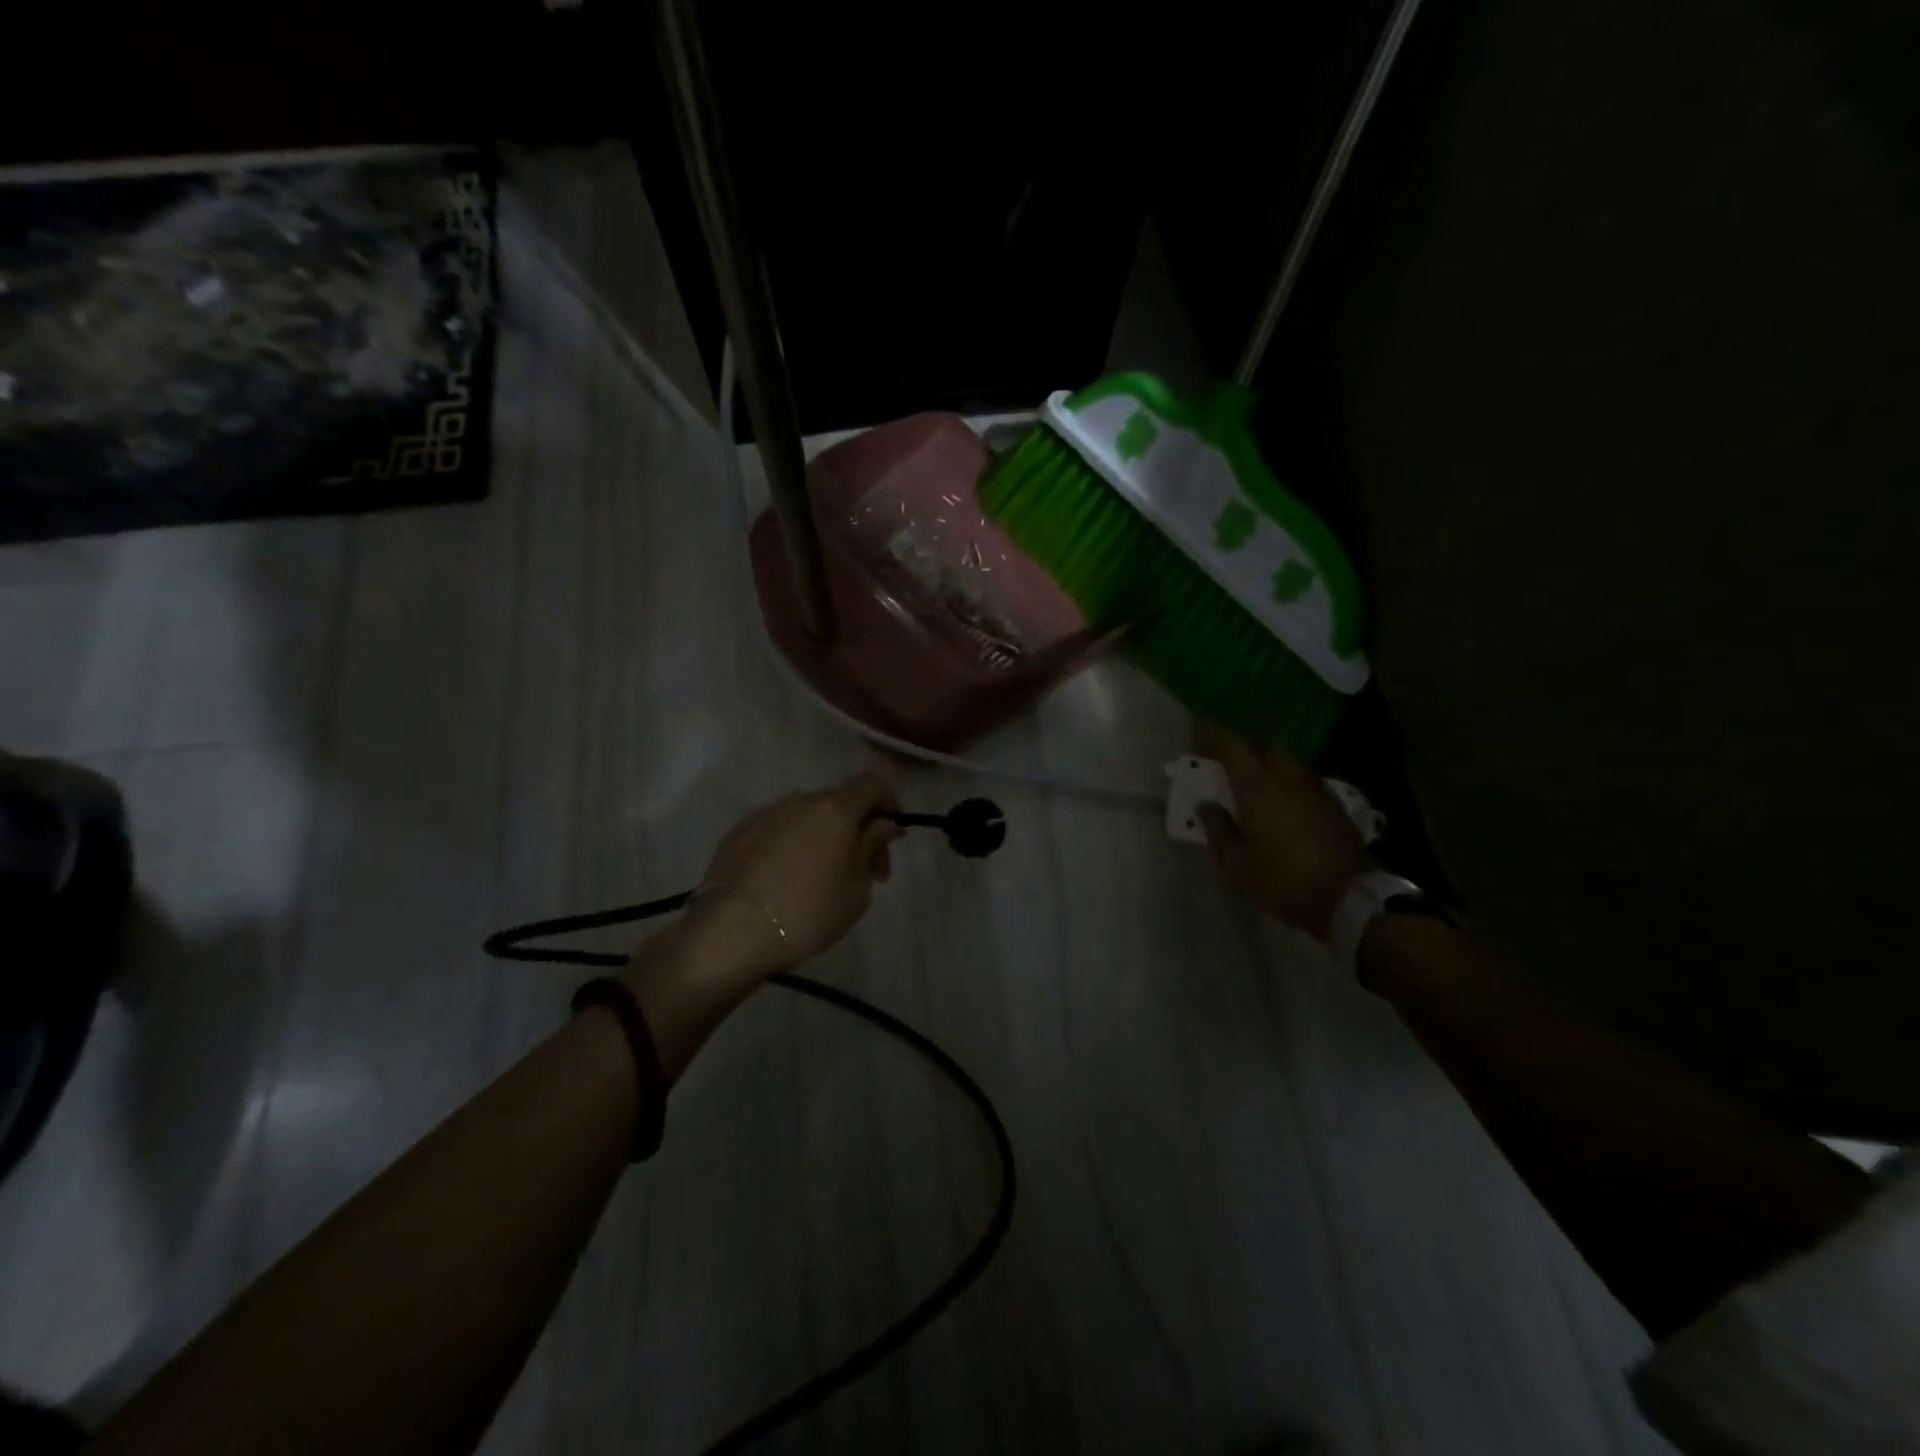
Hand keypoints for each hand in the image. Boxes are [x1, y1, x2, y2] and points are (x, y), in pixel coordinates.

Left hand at [684, 771, 903, 978]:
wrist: (731, 933)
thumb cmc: (807, 914)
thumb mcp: (856, 891)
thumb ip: (871, 849)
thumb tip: (880, 825)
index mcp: (835, 810)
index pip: (872, 783)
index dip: (889, 802)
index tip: (891, 836)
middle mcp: (800, 802)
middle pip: (840, 803)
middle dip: (857, 829)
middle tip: (865, 872)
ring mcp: (766, 815)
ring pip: (807, 816)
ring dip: (823, 837)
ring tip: (821, 879)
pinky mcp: (738, 833)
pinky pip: (778, 830)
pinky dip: (791, 845)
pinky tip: (785, 879)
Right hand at [1195, 729, 1364, 941]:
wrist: (1348, 899)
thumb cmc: (1282, 880)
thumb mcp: (1236, 864)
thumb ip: (1217, 829)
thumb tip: (1206, 806)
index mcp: (1258, 787)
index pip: (1231, 747)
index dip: (1213, 735)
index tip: (1199, 730)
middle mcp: (1288, 778)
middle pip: (1265, 748)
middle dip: (1246, 751)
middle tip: (1230, 766)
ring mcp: (1316, 790)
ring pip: (1288, 765)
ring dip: (1270, 768)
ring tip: (1257, 788)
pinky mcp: (1334, 805)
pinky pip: (1305, 783)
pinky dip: (1289, 786)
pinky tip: (1284, 807)